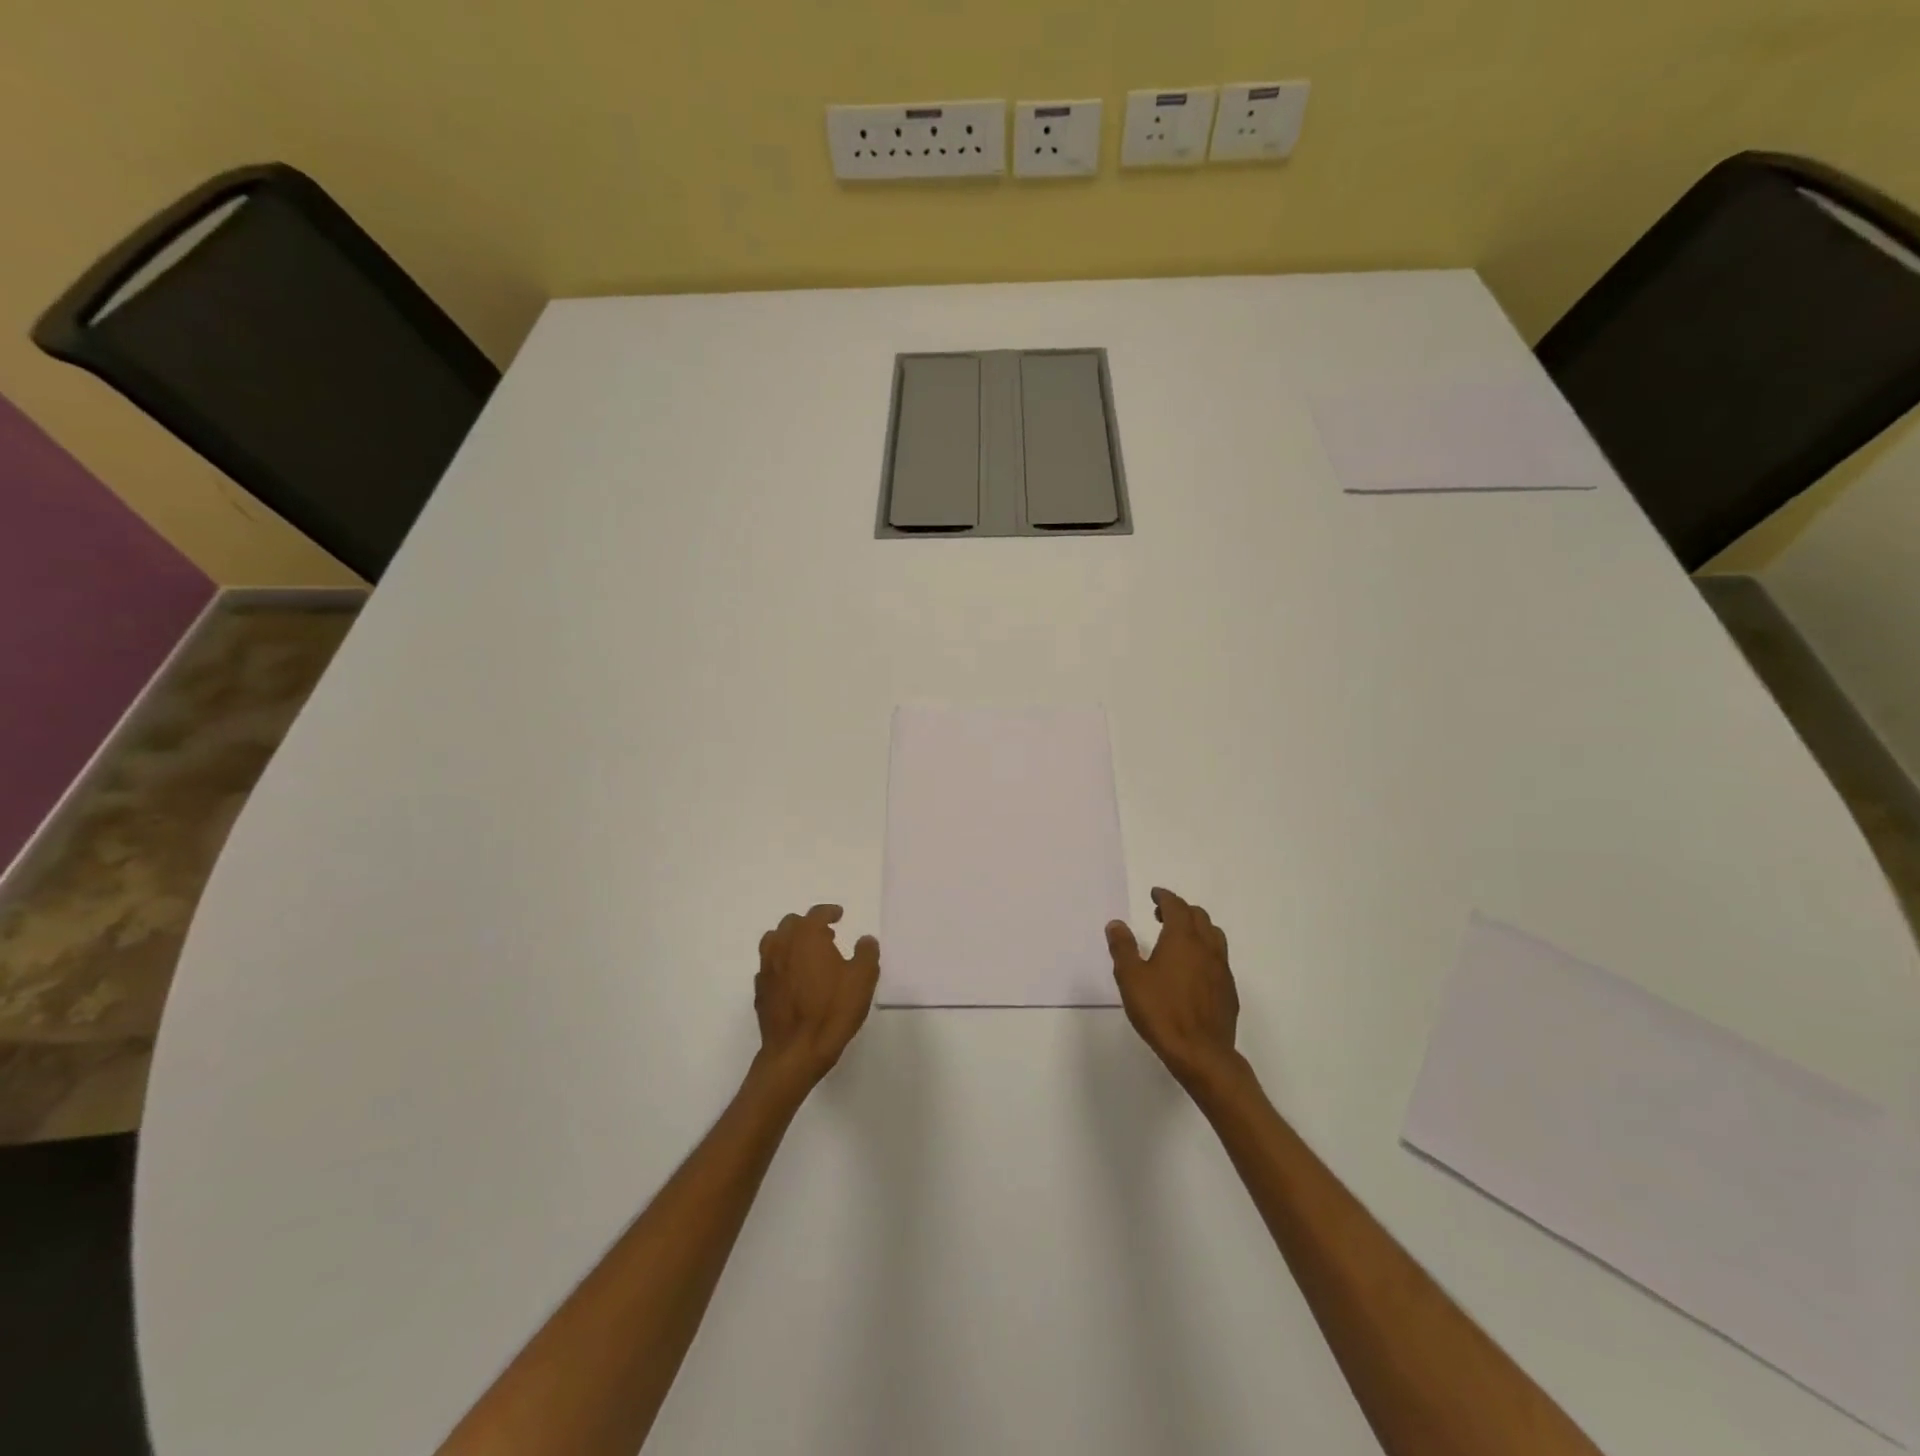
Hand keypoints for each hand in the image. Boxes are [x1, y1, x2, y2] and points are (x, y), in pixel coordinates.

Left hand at [754, 905, 880, 1090]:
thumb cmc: (832, 1010)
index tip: (839, 915)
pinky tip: (794, 979)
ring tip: (807, 955)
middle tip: (827, 937)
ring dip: (791, 941)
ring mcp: (767, 968)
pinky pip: (770, 966)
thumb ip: (866, 953)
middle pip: (792, 924)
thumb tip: (865, 940)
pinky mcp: (760, 991)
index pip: (816, 913)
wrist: (796, 1052)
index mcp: (806, 937)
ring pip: (775, 941)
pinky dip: (781, 964)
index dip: (829, 911)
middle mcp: (782, 946)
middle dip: (809, 925)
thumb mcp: (862, 979)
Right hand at [1107, 887, 1242, 1092]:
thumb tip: (1116, 923)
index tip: (1155, 894)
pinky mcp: (1229, 990)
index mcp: (1182, 939)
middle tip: (1161, 915)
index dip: (1165, 897)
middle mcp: (1206, 947)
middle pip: (1198, 916)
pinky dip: (1206, 951)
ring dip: (1197, 928)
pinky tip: (1194, 969)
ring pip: (1214, 935)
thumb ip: (1123, 948)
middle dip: (1180, 910)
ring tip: (1180, 938)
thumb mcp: (1131, 978)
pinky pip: (1219, 958)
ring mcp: (1221, 969)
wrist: (1201, 1053)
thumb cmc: (1161, 1011)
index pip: (1176, 906)